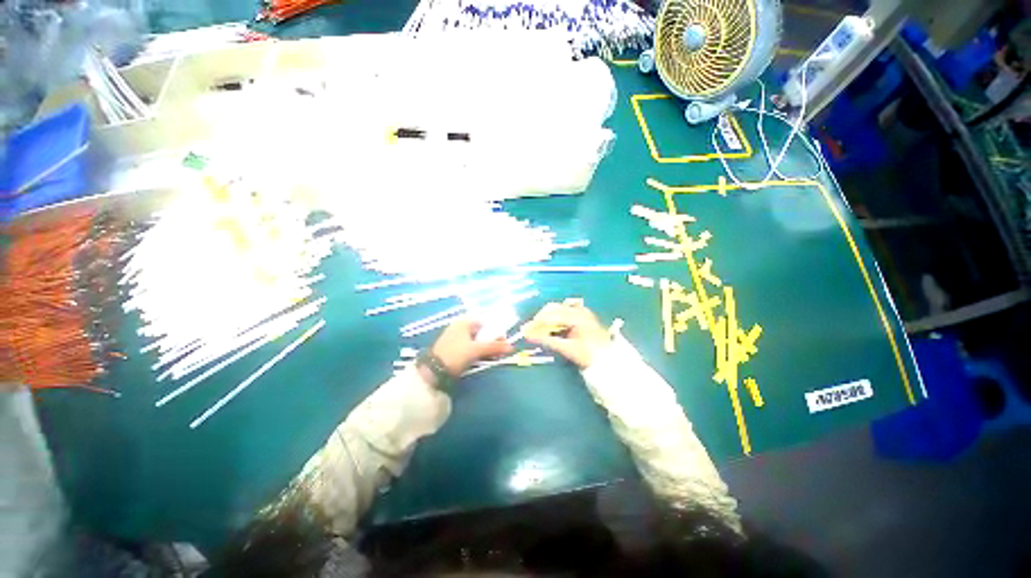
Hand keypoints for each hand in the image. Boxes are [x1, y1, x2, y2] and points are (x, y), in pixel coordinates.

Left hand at [427, 319, 512, 379]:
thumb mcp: (476, 350)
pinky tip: (486, 359)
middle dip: (492, 340)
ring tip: (495, 356)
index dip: (496, 329)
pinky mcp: (455, 349)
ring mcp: (457, 339)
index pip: (484, 321)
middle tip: (500, 350)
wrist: (433, 372)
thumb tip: (511, 347)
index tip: (503, 339)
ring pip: (477, 340)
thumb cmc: (455, 354)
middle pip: (481, 331)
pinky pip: (472, 347)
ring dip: (487, 347)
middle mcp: (460, 327)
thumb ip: (494, 347)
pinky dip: (479, 352)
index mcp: (463, 322)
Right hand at [523, 300, 610, 368]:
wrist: (608, 360)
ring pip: (556, 310)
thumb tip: (528, 335)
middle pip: (552, 308)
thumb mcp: (567, 348)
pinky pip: (562, 313)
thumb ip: (547, 340)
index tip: (525, 330)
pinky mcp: (580, 316)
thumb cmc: (589, 354)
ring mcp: (580, 311)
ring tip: (537, 331)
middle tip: (529, 330)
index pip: (551, 315)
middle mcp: (578, 310)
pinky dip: (553, 320)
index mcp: (577, 316)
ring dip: (546, 319)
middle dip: (540, 319)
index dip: (536, 322)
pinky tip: (549, 328)